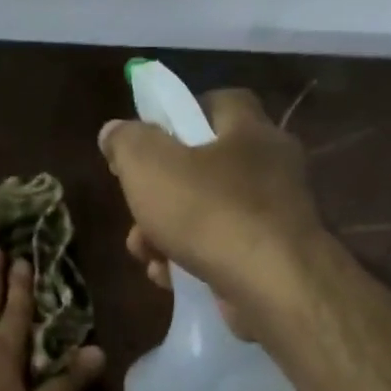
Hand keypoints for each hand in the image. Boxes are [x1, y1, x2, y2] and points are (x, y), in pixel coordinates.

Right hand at [98, 88, 330, 338]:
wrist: (273, 287)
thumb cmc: (210, 213)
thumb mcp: (150, 166)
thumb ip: (127, 143)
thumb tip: (114, 132)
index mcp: (250, 130)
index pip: (219, 103)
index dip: (179, 116)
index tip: (148, 142)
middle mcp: (272, 168)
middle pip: (205, 169)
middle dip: (161, 194)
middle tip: (136, 213)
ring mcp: (276, 218)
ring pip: (209, 217)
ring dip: (168, 234)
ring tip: (146, 255)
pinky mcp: (274, 262)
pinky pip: (224, 253)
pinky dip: (193, 263)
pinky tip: (170, 279)